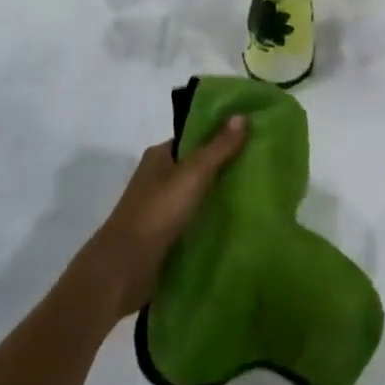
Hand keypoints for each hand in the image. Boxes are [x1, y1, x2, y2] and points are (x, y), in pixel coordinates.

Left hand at [76, 117, 247, 317]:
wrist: (123, 269)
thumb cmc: (156, 212)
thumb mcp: (192, 174)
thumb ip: (218, 147)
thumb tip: (242, 115)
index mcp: (160, 156)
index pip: (195, 138)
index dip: (221, 135)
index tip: (253, 136)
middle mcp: (159, 178)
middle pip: (198, 167)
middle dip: (226, 167)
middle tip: (262, 166)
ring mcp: (161, 209)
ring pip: (198, 196)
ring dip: (221, 197)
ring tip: (259, 194)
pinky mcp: (166, 237)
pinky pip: (195, 222)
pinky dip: (212, 222)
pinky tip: (239, 224)